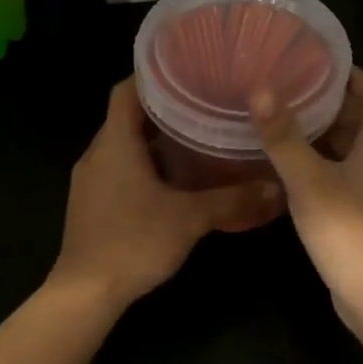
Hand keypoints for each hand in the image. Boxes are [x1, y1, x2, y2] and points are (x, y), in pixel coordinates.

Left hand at [51, 78, 282, 309]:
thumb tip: (277, 189)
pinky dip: (146, 165)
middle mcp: (98, 154)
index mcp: (115, 144)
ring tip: (198, 138)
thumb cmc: (133, 243)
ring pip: (125, 145)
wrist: (85, 293)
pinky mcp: (92, 202)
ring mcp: (91, 180)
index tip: (187, 70)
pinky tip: (176, 180)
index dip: (153, 76)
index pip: (125, 91)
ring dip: (156, 141)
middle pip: (128, 117)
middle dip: (164, 109)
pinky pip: (120, 169)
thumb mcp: (189, 219)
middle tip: (205, 104)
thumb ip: (232, 201)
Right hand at [250, 69, 362, 331]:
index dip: (356, 78)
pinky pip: (336, 177)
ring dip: (319, 136)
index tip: (323, 64)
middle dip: (329, 104)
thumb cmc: (349, 231)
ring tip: (280, 121)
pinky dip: (315, 166)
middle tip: (289, 89)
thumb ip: (285, 137)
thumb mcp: (310, 180)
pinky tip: (284, 168)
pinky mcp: (356, 216)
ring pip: (346, 152)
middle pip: (360, 123)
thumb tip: (261, 89)